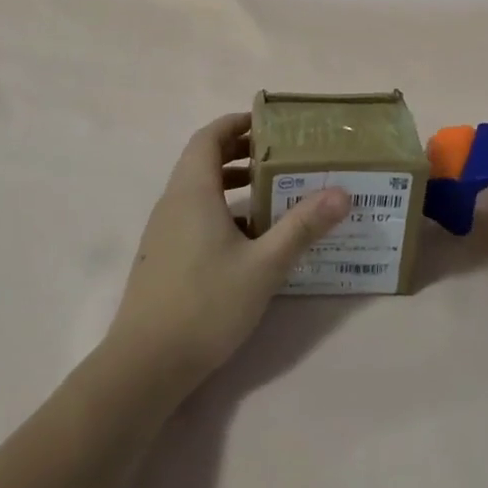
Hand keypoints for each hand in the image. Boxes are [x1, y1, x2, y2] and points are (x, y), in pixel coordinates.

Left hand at [103, 112, 350, 395]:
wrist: (145, 364)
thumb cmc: (206, 305)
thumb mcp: (264, 266)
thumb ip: (302, 226)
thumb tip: (341, 192)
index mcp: (192, 191)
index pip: (209, 136)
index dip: (236, 122)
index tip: (270, 124)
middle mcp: (173, 202)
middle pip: (202, 159)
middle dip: (238, 150)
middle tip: (279, 154)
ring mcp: (164, 230)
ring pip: (197, 189)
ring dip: (230, 181)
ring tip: (270, 190)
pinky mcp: (163, 255)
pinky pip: (193, 214)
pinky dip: (220, 209)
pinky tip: (248, 237)